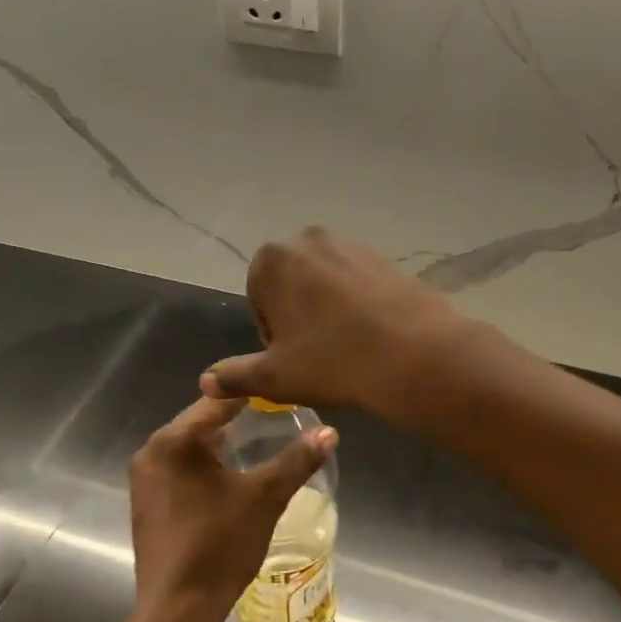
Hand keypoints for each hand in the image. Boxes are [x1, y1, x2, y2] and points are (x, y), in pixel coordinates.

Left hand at [127, 395, 336, 621]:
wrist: (177, 610)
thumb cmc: (219, 545)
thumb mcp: (265, 498)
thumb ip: (296, 461)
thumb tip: (330, 432)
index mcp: (172, 441)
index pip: (217, 401)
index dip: (252, 395)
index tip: (282, 392)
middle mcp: (150, 453)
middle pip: (201, 423)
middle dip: (238, 420)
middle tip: (278, 418)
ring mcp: (144, 481)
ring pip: (191, 448)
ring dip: (222, 445)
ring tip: (261, 445)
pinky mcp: (147, 505)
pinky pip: (181, 471)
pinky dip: (206, 468)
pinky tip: (232, 480)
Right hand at [199, 228, 473, 422]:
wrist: (415, 355)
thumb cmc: (333, 362)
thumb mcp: (276, 377)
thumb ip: (235, 375)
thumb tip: (205, 381)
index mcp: (274, 259)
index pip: (258, 296)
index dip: (271, 332)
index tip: (291, 357)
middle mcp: (310, 239)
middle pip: (292, 283)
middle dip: (298, 314)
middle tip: (317, 353)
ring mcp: (353, 244)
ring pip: (326, 282)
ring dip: (328, 309)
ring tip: (346, 346)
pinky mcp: (387, 257)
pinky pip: (359, 282)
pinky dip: (358, 304)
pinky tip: (371, 335)